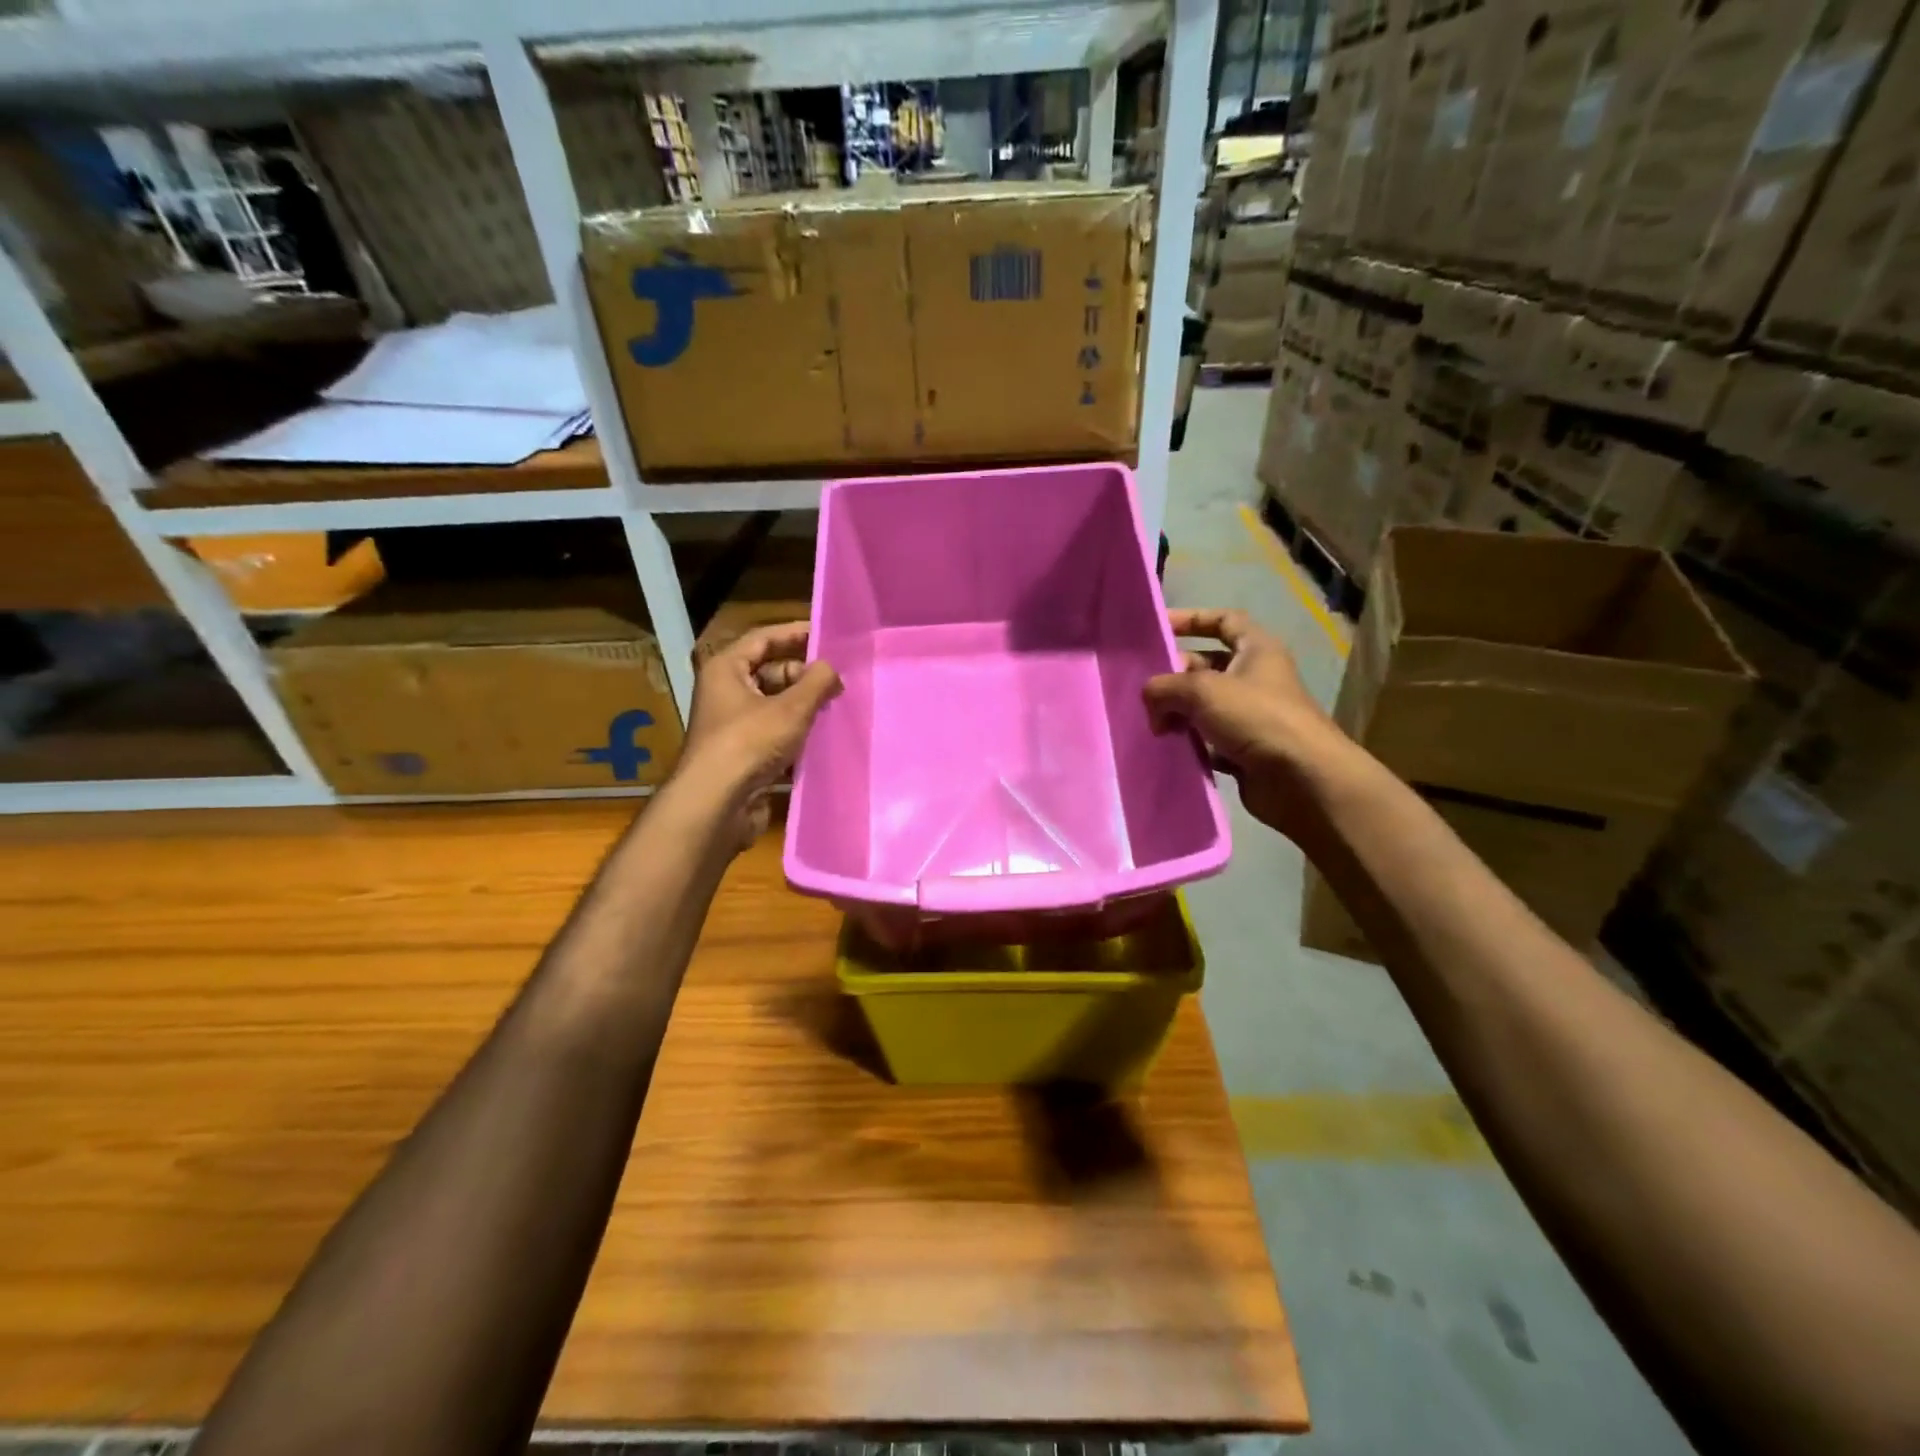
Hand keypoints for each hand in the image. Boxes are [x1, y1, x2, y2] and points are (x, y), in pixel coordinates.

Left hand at [676, 622, 840, 846]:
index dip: (795, 633)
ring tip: (837, 707)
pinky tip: (823, 737)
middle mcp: (726, 692)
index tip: (827, 636)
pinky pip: (774, 733)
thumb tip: (832, 668)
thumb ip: (816, 682)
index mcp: (727, 669)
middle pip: (770, 671)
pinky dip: (796, 733)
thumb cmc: (749, 743)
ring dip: (804, 706)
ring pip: (775, 704)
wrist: (717, 804)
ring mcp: (733, 725)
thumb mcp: (791, 708)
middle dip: (804, 675)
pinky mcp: (743, 754)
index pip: (764, 638)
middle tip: (838, 681)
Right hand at [1143, 607, 1343, 836]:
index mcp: (1257, 650)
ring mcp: (1251, 716)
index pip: (1224, 620)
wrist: (1301, 779)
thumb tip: (1150, 701)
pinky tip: (1168, 748)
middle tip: (1145, 692)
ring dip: (1177, 713)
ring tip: (1152, 725)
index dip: (1192, 618)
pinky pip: (1207, 740)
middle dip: (1174, 676)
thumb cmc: (1256, 718)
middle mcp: (1256, 678)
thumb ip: (1165, 687)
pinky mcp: (1244, 750)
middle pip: (1206, 666)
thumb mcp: (1202, 690)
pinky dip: (1189, 742)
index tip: (1159, 628)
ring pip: (1203, 706)